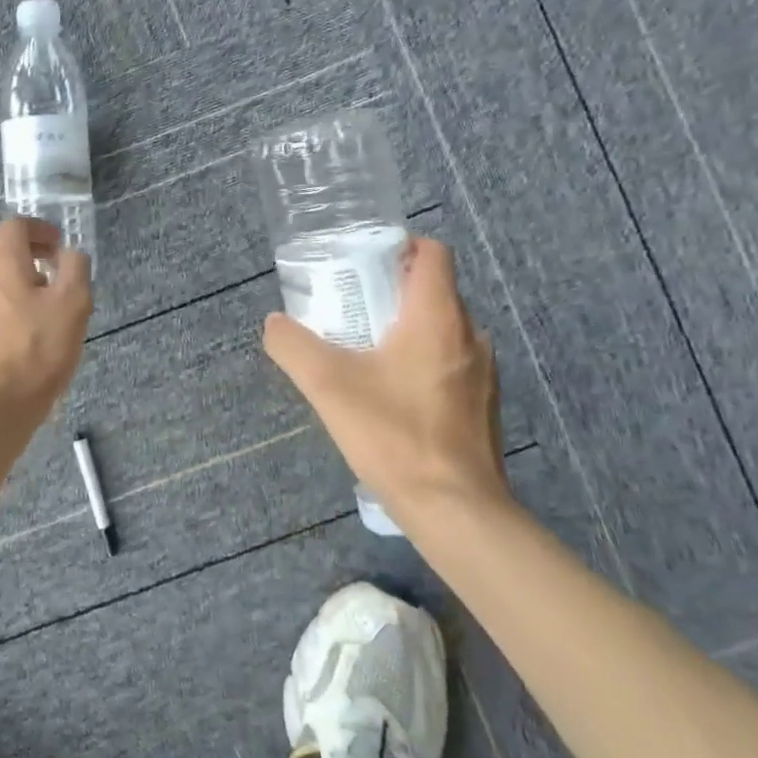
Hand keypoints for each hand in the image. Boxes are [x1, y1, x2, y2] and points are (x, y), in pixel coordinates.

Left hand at [0, 217, 91, 438]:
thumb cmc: (35, 353)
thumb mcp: (73, 306)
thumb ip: (75, 269)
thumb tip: (70, 253)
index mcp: (0, 263)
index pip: (15, 225)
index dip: (40, 229)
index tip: (60, 245)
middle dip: (26, 250)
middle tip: (52, 269)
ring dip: (14, 279)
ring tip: (41, 304)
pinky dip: (3, 304)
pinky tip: (21, 332)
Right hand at [262, 235, 512, 521]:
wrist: (456, 510)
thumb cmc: (394, 434)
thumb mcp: (327, 385)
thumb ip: (293, 346)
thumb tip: (274, 324)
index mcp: (438, 316)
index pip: (432, 252)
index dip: (399, 247)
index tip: (364, 264)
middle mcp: (470, 335)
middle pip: (433, 290)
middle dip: (391, 291)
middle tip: (351, 309)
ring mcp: (483, 372)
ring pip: (442, 329)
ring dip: (406, 329)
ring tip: (365, 352)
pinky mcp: (483, 404)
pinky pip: (450, 362)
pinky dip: (421, 362)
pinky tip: (391, 394)